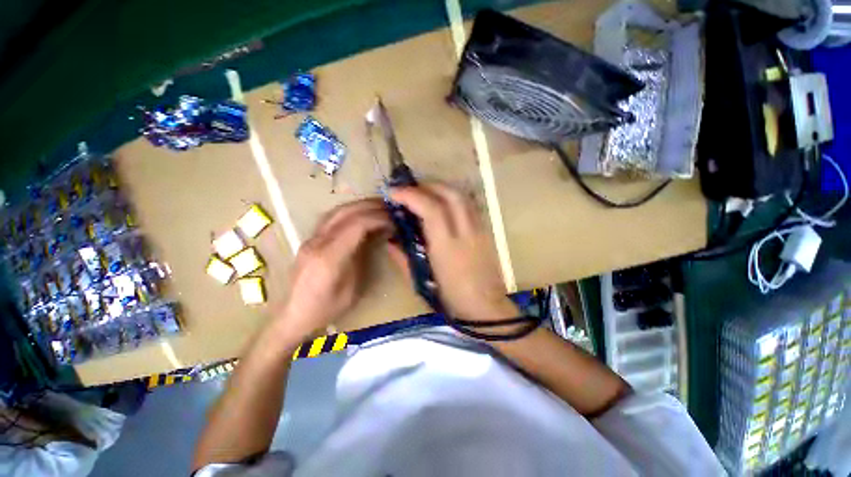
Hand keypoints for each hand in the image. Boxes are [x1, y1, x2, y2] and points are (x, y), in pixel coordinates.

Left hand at [276, 199, 391, 339]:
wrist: (294, 315)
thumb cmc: (326, 308)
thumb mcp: (353, 288)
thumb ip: (363, 258)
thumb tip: (377, 237)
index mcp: (329, 257)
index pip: (356, 225)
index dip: (378, 218)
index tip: (394, 220)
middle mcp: (318, 242)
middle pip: (345, 212)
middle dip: (370, 206)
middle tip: (390, 207)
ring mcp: (311, 239)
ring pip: (336, 211)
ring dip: (359, 205)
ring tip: (378, 206)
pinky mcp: (311, 240)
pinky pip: (331, 218)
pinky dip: (350, 212)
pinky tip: (360, 214)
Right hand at [389, 183, 517, 322]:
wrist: (486, 306)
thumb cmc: (452, 299)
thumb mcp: (421, 282)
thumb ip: (402, 258)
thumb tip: (390, 240)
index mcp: (447, 247)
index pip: (431, 209)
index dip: (411, 196)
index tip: (394, 193)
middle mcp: (465, 232)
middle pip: (449, 194)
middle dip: (426, 186)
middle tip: (409, 190)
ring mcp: (479, 229)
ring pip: (462, 196)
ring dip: (441, 188)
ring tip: (425, 193)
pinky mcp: (486, 231)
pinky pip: (469, 204)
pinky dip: (453, 197)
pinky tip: (443, 203)